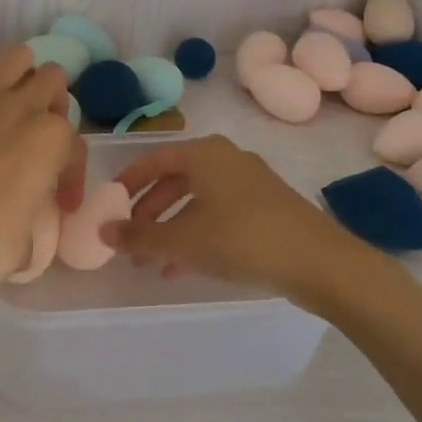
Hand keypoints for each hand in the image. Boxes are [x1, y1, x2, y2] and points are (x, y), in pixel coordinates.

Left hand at [0, 44, 85, 302]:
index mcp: (52, 139)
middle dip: (51, 103)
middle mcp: (22, 106)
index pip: (75, 146)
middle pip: (52, 79)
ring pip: (17, 55)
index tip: (60, 202)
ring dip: (20, 75)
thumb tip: (27, 207)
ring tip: (9, 101)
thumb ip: (38, 206)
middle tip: (35, 132)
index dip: (71, 176)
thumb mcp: (32, 235)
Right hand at [104, 135, 362, 305]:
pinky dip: (198, 234)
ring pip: (197, 201)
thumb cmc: (242, 239)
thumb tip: (103, 232)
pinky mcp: (267, 206)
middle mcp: (225, 158)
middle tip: (131, 243)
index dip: (127, 183)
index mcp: (203, 154)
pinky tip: (186, 267)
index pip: (153, 160)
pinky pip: (219, 213)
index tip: (109, 207)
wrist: (318, 261)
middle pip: (174, 181)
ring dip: (172, 229)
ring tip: (153, 264)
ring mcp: (250, 181)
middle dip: (149, 214)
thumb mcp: (183, 242)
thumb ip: (139, 238)